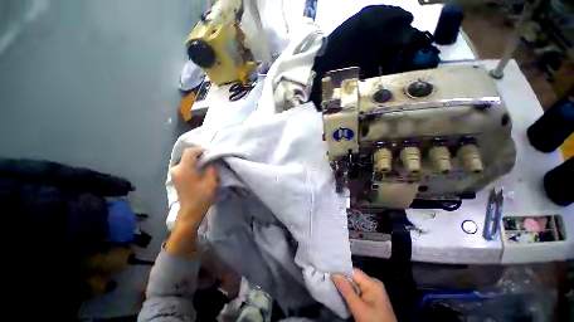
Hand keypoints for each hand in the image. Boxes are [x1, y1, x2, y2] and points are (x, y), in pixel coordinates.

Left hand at [166, 147, 217, 254]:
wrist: (190, 212)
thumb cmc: (202, 196)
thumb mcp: (211, 180)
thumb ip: (212, 167)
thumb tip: (211, 160)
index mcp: (184, 168)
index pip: (190, 151)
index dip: (201, 149)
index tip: (211, 152)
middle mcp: (176, 169)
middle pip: (187, 155)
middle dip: (200, 155)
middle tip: (211, 158)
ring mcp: (174, 174)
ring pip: (186, 161)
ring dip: (196, 160)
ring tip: (207, 164)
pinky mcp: (176, 179)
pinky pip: (184, 167)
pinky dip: (193, 165)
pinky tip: (200, 171)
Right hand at [332, 269, 396, 321]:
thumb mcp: (358, 308)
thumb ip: (346, 289)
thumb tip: (334, 273)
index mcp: (372, 283)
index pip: (353, 271)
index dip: (340, 272)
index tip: (328, 273)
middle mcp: (373, 284)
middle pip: (354, 277)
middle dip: (342, 280)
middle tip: (328, 281)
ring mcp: (374, 292)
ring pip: (355, 285)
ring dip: (345, 287)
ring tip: (333, 287)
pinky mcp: (372, 299)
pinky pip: (358, 291)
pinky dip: (350, 293)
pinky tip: (343, 295)